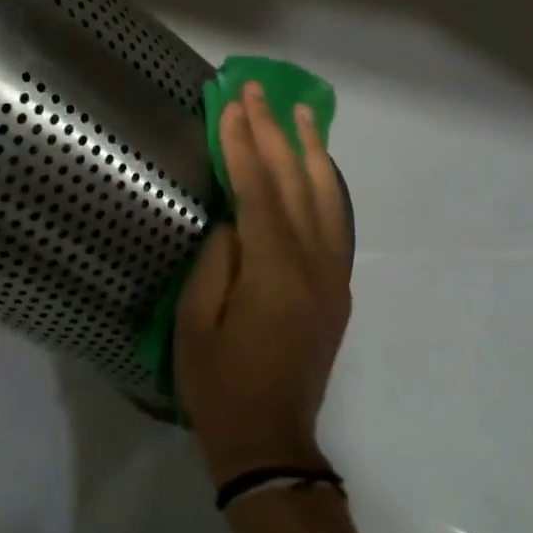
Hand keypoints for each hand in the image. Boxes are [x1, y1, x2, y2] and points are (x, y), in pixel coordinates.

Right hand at [177, 81, 350, 487]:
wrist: (270, 442)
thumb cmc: (219, 383)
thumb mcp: (196, 318)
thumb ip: (218, 258)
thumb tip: (234, 217)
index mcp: (275, 270)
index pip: (257, 189)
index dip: (242, 143)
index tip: (232, 103)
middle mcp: (314, 264)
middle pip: (294, 182)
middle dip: (274, 132)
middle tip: (259, 91)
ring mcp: (332, 276)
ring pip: (326, 197)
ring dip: (311, 150)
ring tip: (302, 111)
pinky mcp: (336, 288)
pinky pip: (334, 221)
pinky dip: (325, 184)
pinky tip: (316, 165)